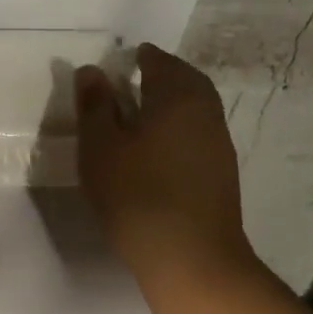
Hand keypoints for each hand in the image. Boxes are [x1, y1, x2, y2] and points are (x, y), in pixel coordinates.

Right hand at [75, 42, 258, 281]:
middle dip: (165, 74)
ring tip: (146, 109)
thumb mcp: (100, 146)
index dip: (144, 57)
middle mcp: (206, 114)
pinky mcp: (221, 174)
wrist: (190, 256)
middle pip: (188, 82)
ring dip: (174, 102)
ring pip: (197, 109)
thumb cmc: (136, 193)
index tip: (129, 57)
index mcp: (178, 98)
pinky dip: (180, 127)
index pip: (161, 63)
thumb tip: (92, 70)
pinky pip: (199, 134)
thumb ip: (95, 105)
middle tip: (140, 75)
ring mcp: (218, 145)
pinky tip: (161, 146)